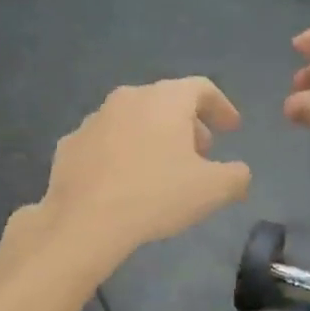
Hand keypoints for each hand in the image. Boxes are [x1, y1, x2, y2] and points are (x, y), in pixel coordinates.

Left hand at [38, 78, 250, 261]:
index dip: (221, 107)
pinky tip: (125, 181)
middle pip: (167, 102)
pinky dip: (122, 153)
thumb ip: (236, 176)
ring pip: (134, 119)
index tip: (232, 129)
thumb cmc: (156, 195)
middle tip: (201, 153)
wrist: (83, 221)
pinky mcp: (70, 144)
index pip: (202, 88)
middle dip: (188, 125)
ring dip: (153, 137)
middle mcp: (128, 98)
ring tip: (163, 169)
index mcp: (165, 99)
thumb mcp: (213, 190)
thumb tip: (240, 173)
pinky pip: (106, 141)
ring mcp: (94, 119)